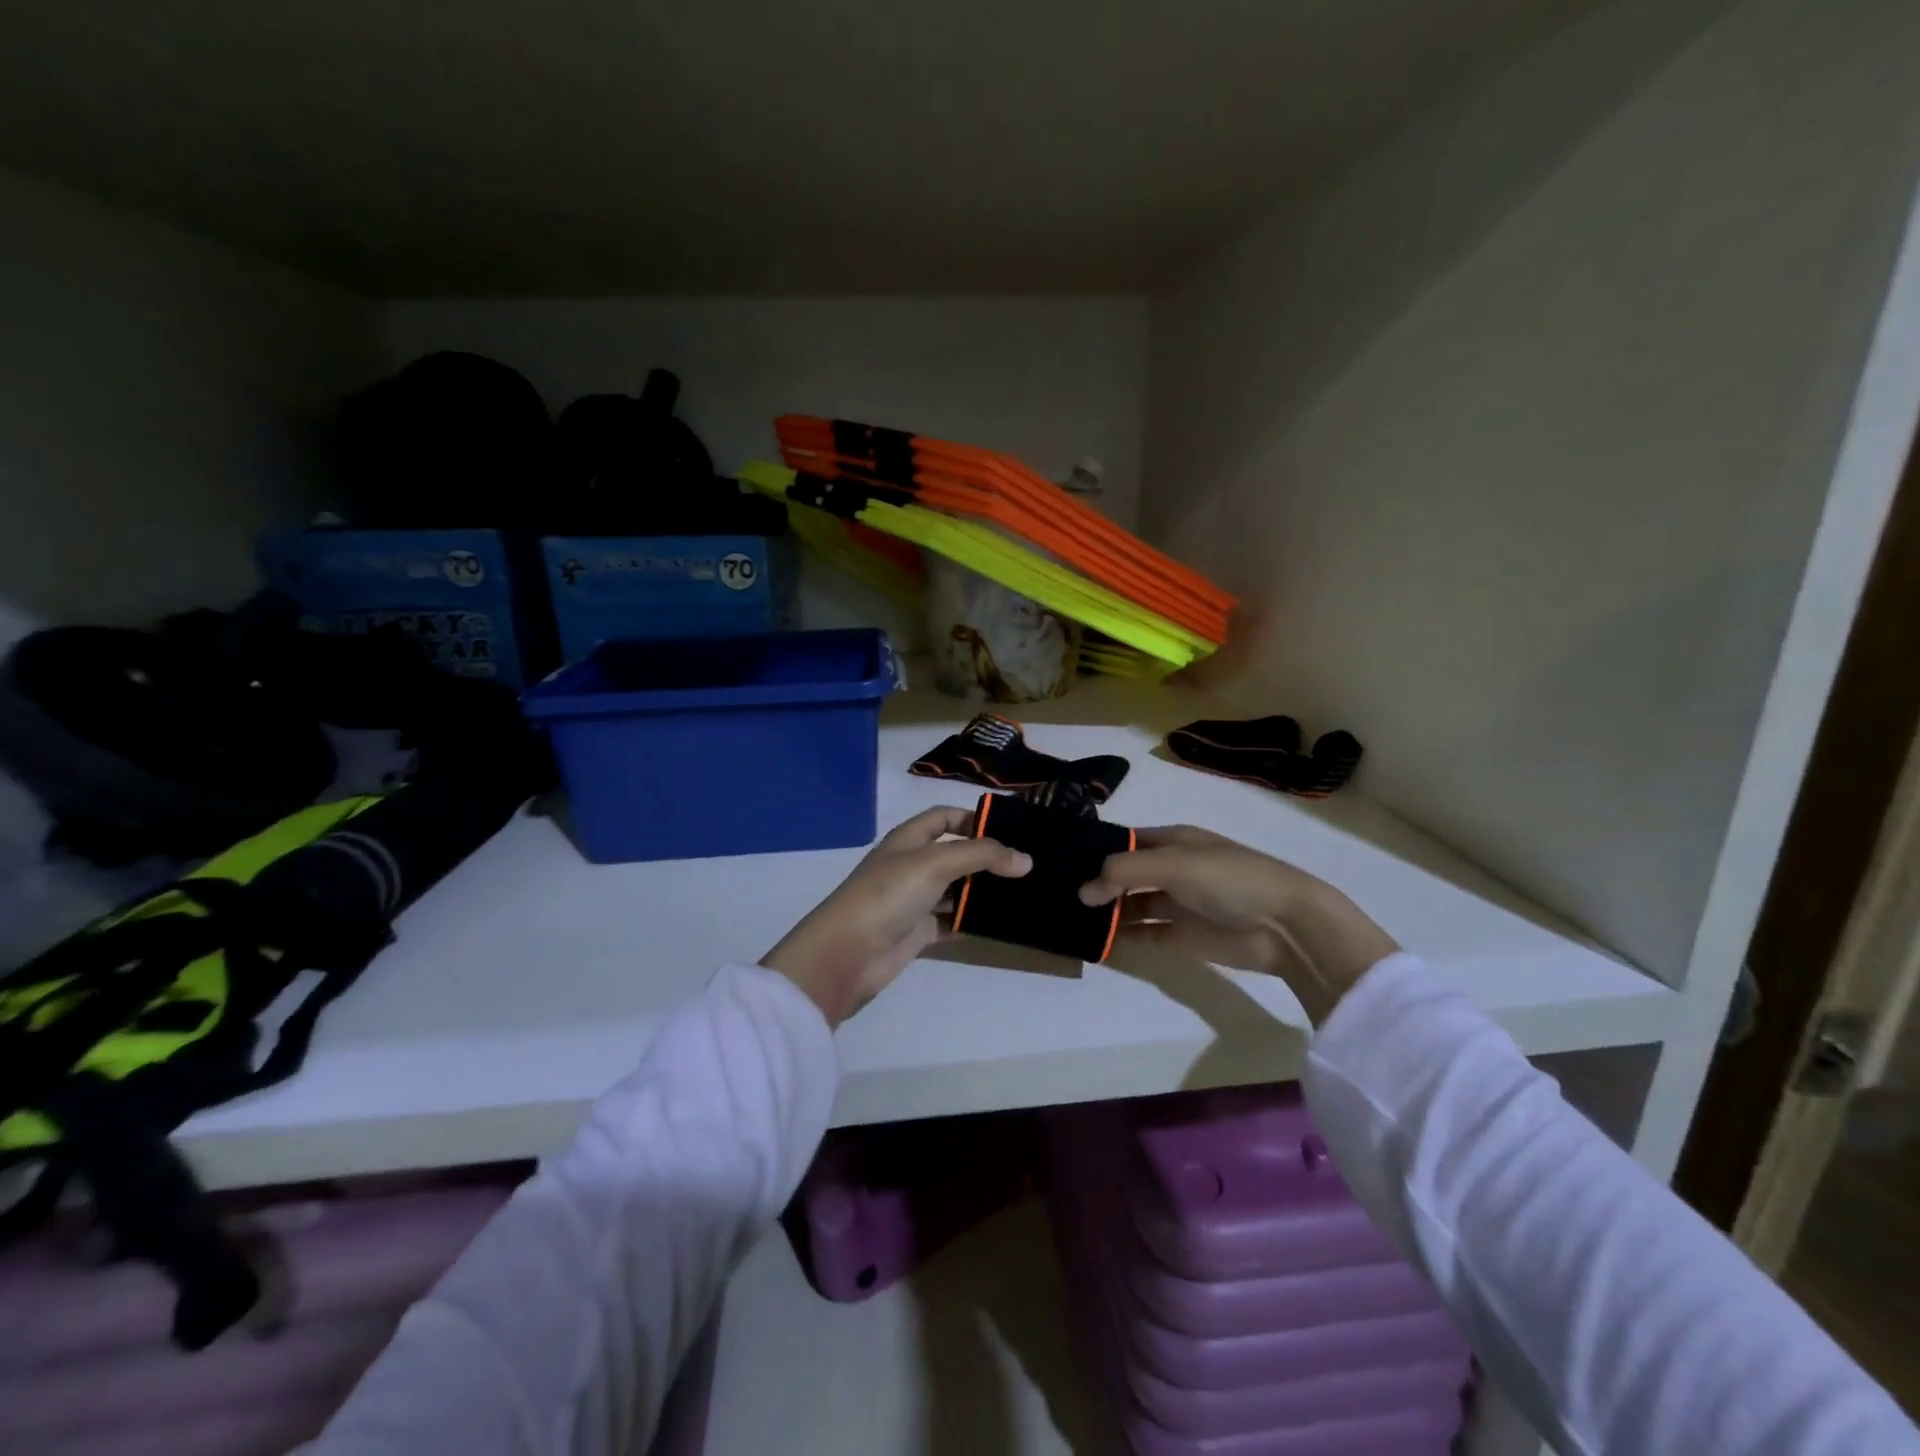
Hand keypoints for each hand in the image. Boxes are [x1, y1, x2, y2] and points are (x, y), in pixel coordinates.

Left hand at [763, 806, 1030, 1026]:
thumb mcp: (935, 863)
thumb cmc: (888, 894)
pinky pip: (953, 920)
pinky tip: (1002, 921)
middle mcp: (912, 865)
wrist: (847, 954)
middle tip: (1029, 863)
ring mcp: (915, 900)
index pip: (944, 817)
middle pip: (955, 853)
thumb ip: (982, 856)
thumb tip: (1026, 859)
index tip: (1010, 831)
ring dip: (984, 890)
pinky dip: (974, 920)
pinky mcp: (919, 932)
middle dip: (987, 857)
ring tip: (1025, 891)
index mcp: (908, 839)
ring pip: (957, 889)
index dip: (973, 818)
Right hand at [1079, 825, 1398, 1022]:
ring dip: (1104, 910)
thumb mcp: (1174, 863)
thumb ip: (1124, 872)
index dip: (1095, 850)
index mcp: (1173, 840)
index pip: (1124, 841)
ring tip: (1065, 916)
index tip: (1059, 861)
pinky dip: (1120, 937)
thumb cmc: (1229, 879)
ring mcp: (1175, 903)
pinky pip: (1142, 933)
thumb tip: (1082, 891)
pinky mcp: (1180, 936)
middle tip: (1054, 892)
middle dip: (1095, 882)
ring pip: (1129, 904)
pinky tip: (1093, 940)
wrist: (1286, 926)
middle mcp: (1171, 868)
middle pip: (1124, 874)